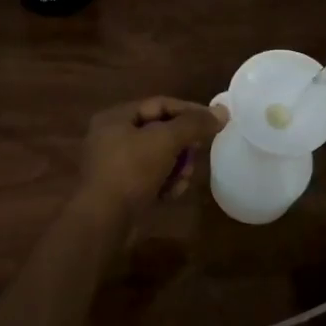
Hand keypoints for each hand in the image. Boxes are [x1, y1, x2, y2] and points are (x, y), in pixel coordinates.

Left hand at [77, 97, 226, 211]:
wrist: (103, 221)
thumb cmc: (131, 171)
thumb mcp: (165, 141)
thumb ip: (194, 124)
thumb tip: (222, 111)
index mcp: (116, 117)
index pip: (159, 104)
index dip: (189, 110)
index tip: (214, 122)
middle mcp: (112, 137)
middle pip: (160, 131)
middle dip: (183, 144)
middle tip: (198, 152)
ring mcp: (116, 165)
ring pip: (159, 156)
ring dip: (177, 166)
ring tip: (183, 178)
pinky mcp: (122, 190)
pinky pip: (151, 178)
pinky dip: (165, 183)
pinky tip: (171, 194)